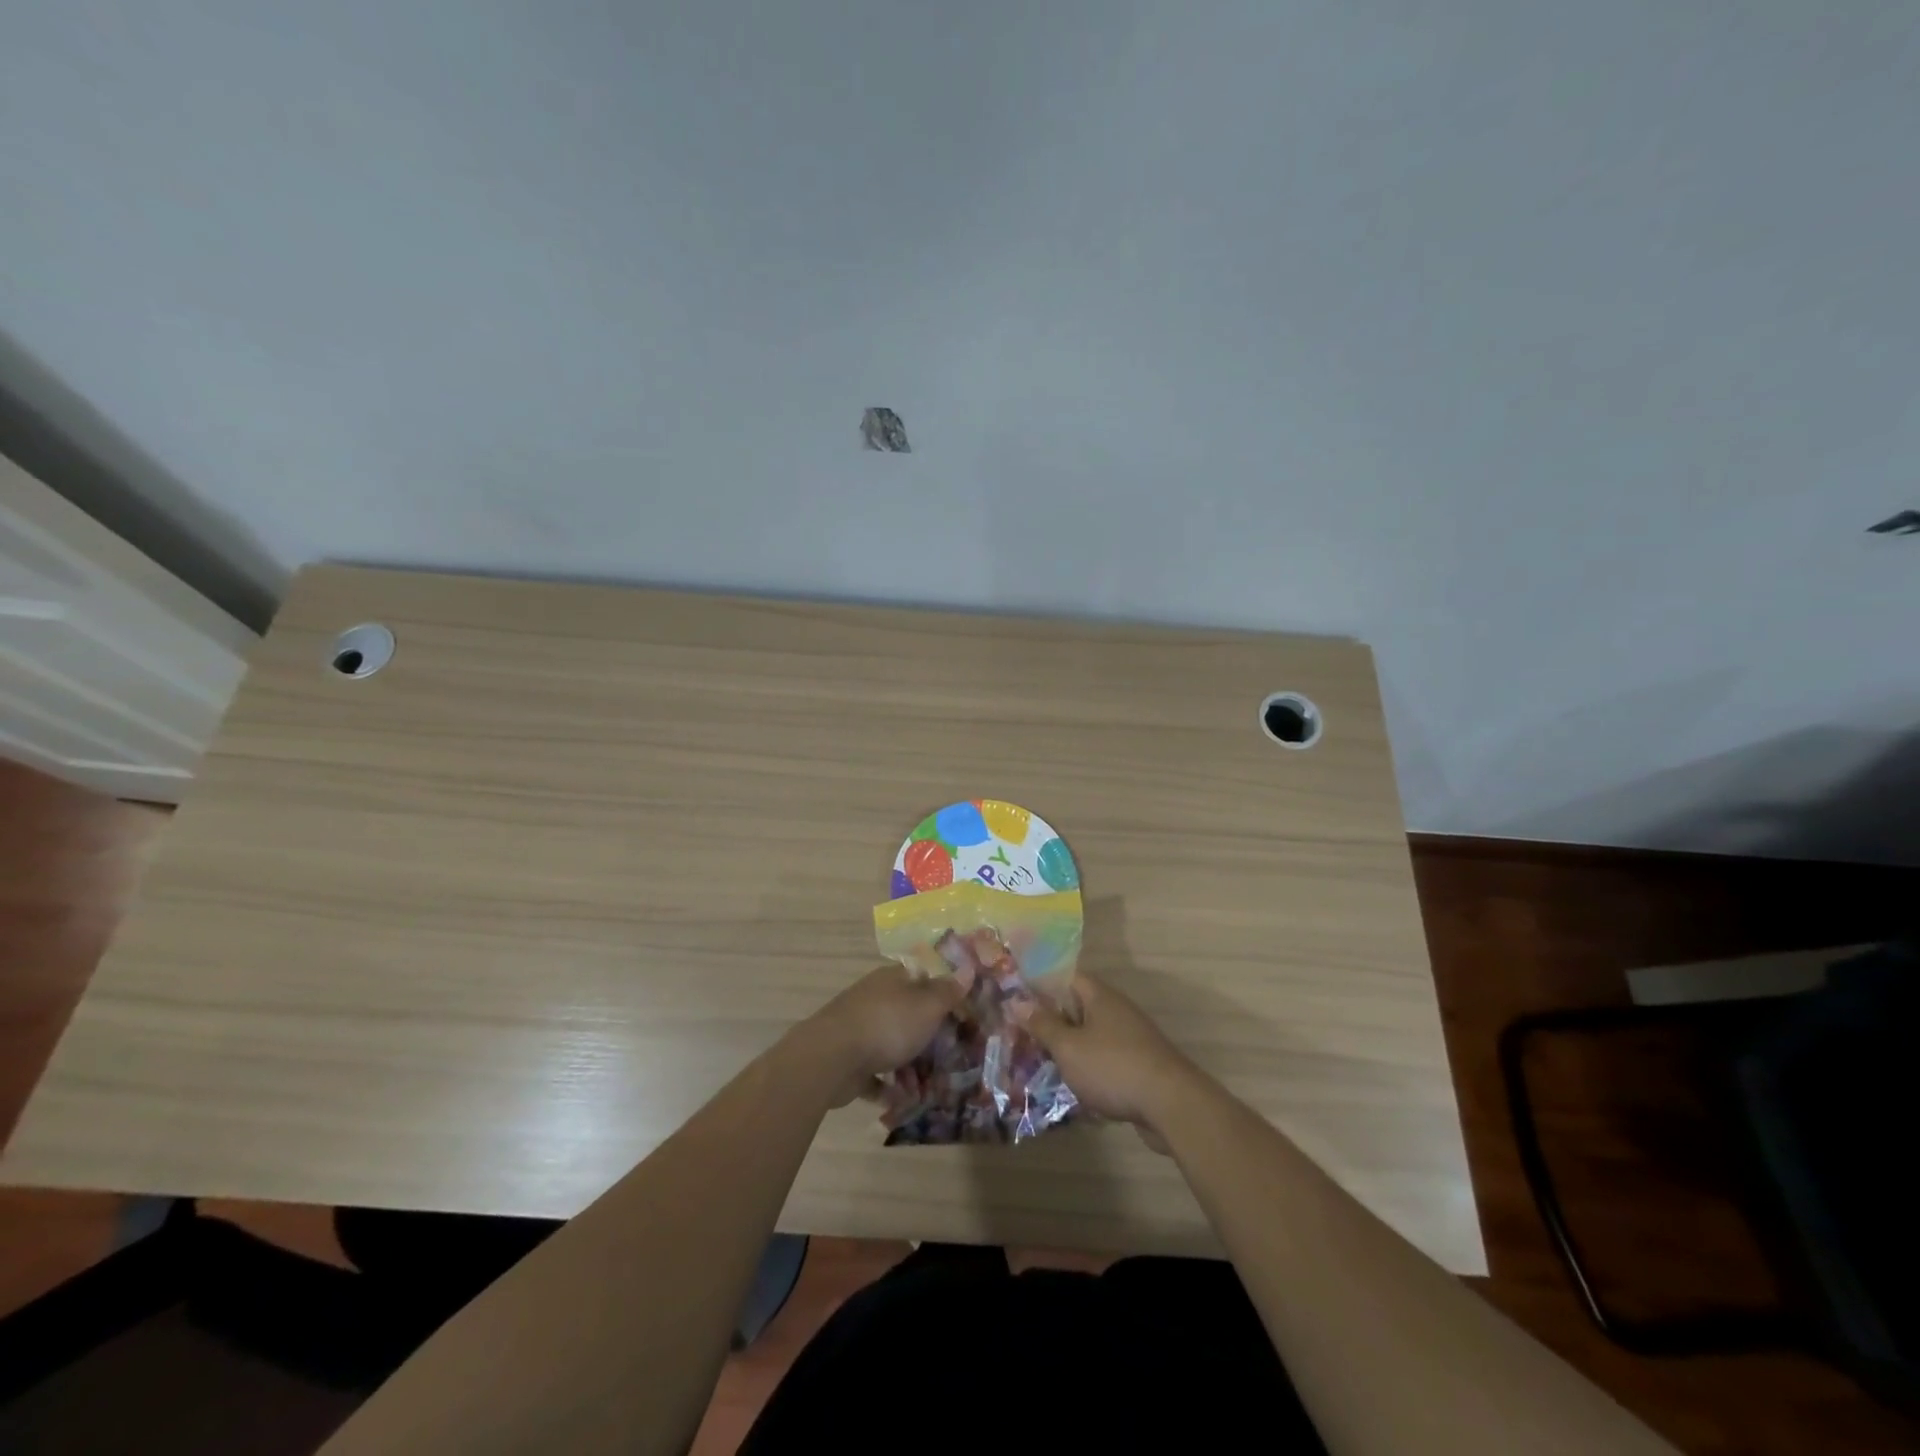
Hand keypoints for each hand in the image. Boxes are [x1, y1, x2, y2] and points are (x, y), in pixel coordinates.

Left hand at [809, 963, 971, 1102]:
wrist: (831, 1058)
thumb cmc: (887, 1025)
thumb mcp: (927, 1005)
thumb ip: (948, 991)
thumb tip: (967, 969)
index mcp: (892, 980)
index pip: (923, 978)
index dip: (944, 993)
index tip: (964, 1014)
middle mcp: (875, 1000)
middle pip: (908, 1013)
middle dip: (929, 1035)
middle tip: (953, 1055)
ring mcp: (859, 1030)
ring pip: (892, 1044)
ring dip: (910, 1065)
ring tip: (931, 1086)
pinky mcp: (848, 1061)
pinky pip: (875, 1073)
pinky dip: (889, 1085)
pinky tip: (904, 1099)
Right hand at [1013, 973, 1199, 1142]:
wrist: (1171, 1105)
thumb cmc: (1112, 1067)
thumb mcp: (1068, 1047)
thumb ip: (1043, 1024)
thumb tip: (1017, 1001)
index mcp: (1100, 996)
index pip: (1066, 977)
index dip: (1041, 984)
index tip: (1017, 997)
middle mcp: (1117, 1010)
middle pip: (1078, 1006)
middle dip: (1052, 1019)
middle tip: (1022, 1033)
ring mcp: (1131, 1037)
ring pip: (1091, 1035)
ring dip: (1069, 1046)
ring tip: (1041, 1061)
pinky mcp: (1139, 1064)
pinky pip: (1105, 1058)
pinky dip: (1088, 1067)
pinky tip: (1072, 1085)